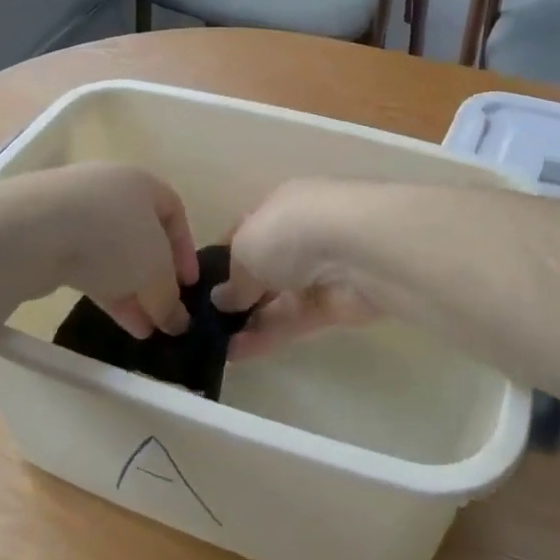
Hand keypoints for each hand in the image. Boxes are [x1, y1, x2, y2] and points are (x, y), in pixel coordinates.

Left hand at [7, 163, 198, 338]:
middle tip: (164, 314)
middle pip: (141, 238)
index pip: (174, 213)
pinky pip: (85, 264)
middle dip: (155, 280)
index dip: (185, 251)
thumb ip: (169, 298)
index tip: (189, 286)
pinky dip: (103, 289)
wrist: (29, 232)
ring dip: (131, 292)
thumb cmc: (111, 237)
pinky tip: (115, 319)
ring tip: (143, 330)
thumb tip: (177, 323)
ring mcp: (72, 211)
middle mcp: (108, 190)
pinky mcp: (45, 235)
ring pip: (112, 255)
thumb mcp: (155, 271)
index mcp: (140, 182)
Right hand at [212, 180, 382, 357]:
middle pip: (264, 268)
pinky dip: (266, 336)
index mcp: (280, 206)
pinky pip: (293, 322)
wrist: (359, 250)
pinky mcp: (334, 306)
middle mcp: (301, 235)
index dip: (223, 256)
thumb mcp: (245, 248)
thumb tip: (222, 300)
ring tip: (213, 345)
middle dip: (238, 293)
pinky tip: (235, 354)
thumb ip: (234, 278)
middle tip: (206, 322)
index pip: (247, 230)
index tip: (200, 284)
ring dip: (248, 321)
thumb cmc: (291, 231)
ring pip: (278, 299)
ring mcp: (320, 271)